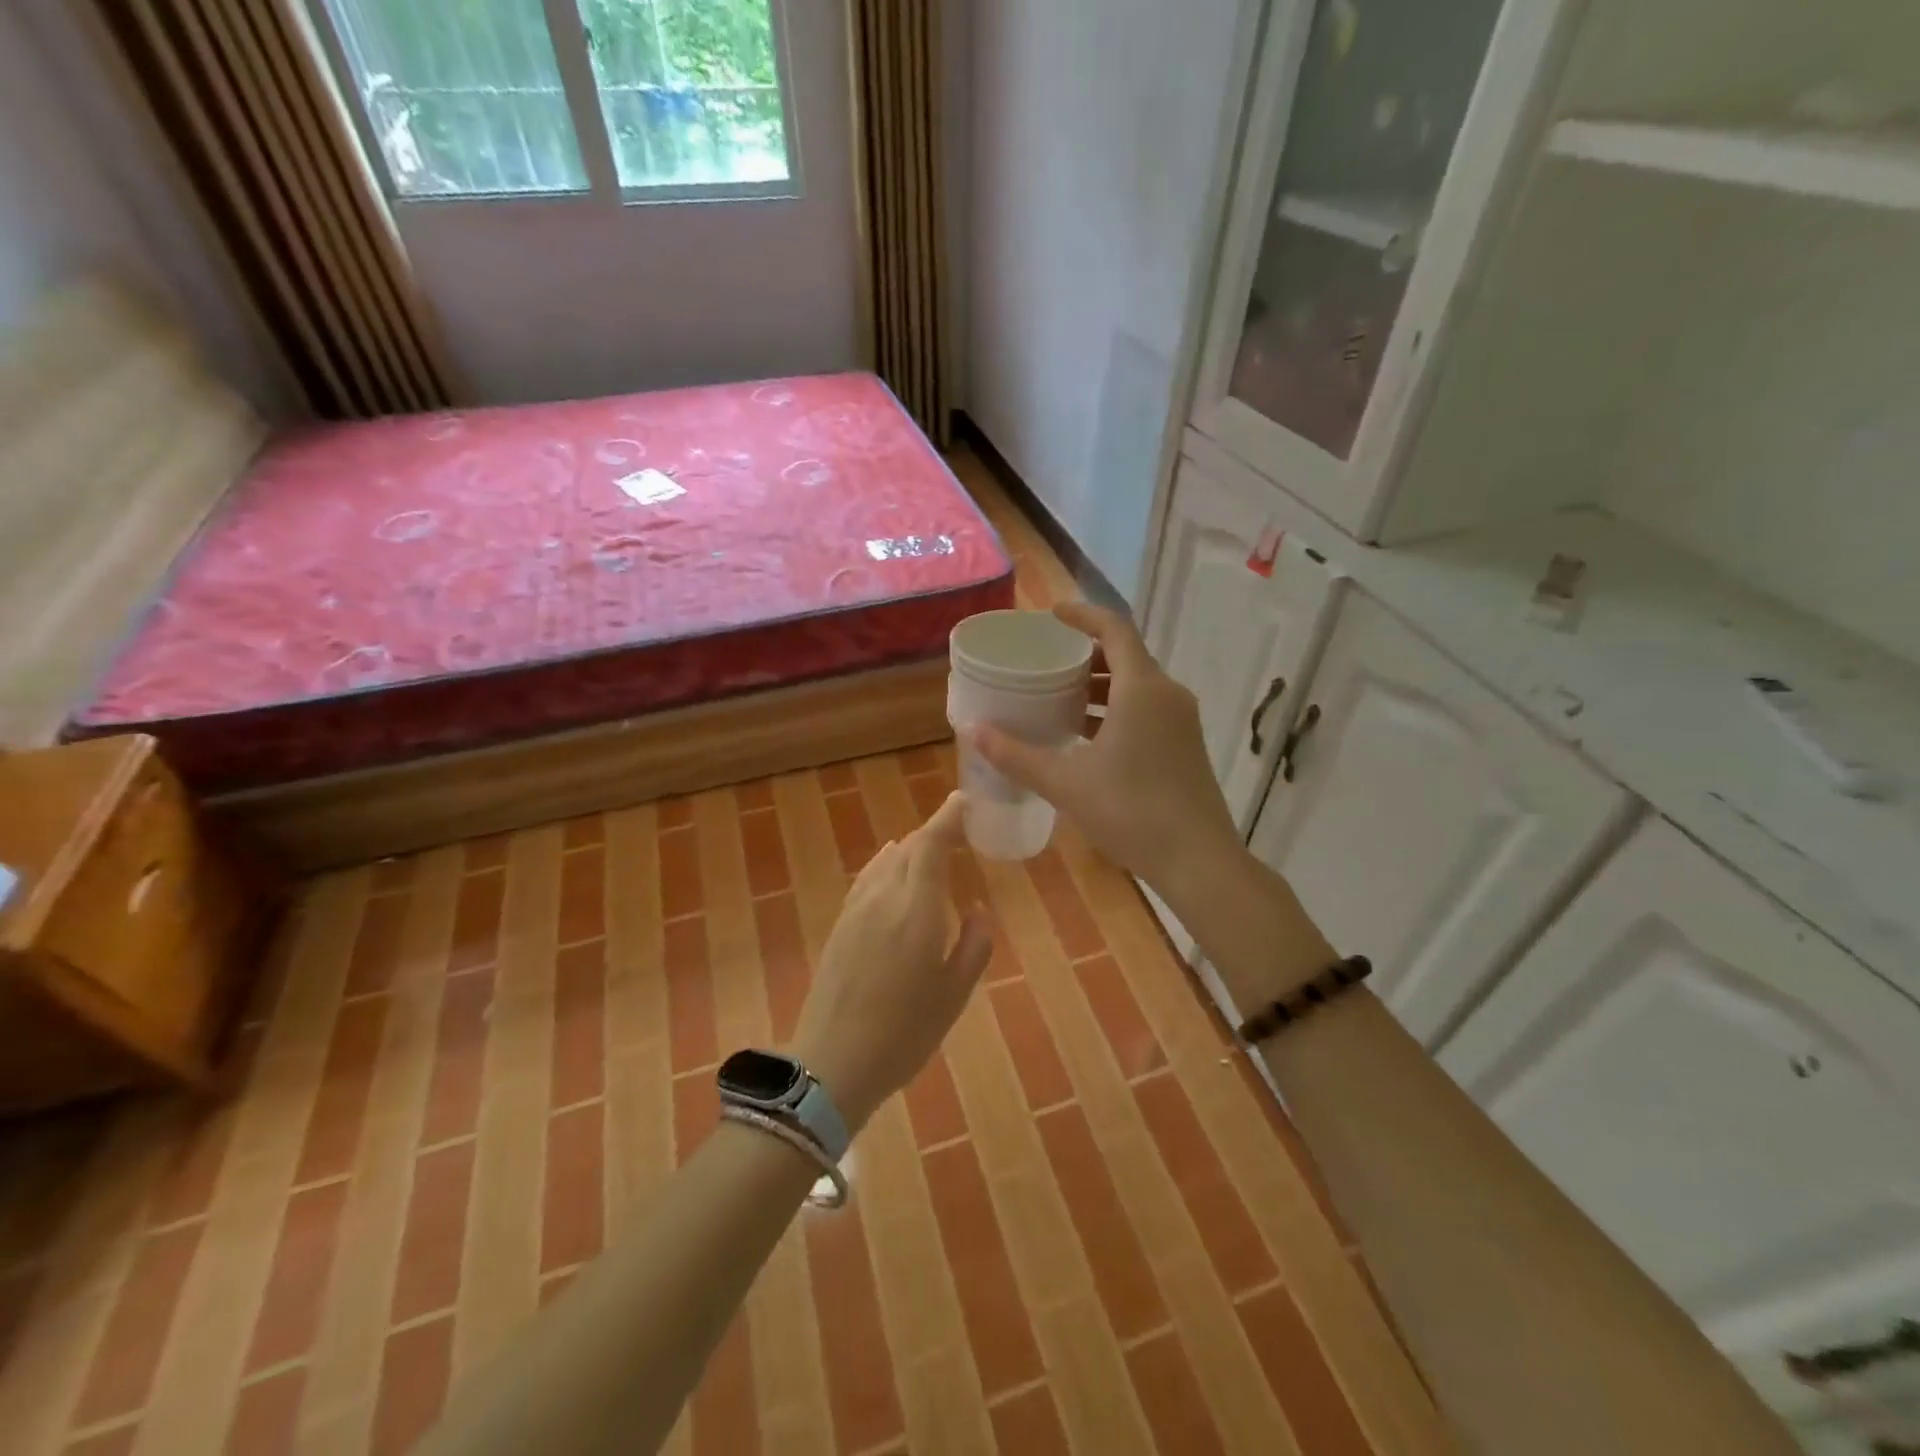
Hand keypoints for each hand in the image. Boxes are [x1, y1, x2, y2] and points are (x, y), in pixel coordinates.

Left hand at [791, 791, 993, 1131]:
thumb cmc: (905, 1032)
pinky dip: (887, 864)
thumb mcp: (955, 993)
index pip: (932, 844)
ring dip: (912, 849)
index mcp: (916, 908)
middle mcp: (884, 897)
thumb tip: (977, 909)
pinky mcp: (840, 924)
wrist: (834, 1061)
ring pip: (887, 860)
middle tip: (960, 832)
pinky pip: (868, 877)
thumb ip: (974, 944)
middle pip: (910, 847)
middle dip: (935, 833)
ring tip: (933, 851)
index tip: (965, 800)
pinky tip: (892, 868)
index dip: (948, 817)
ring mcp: (856, 909)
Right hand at [971, 601, 1242, 905]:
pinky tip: (1087, 737)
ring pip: (1137, 686)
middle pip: (1127, 656)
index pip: (1115, 630)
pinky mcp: (1185, 746)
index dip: (1083, 615)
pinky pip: (1147, 710)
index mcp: (1142, 689)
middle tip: (1049, 663)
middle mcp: (1168, 695)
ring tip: (1062, 698)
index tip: (1053, 614)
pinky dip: (1116, 710)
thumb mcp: (1066, 783)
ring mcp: (1181, 722)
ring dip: (1101, 686)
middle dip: (1087, 654)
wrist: (1198, 860)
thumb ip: (1018, 755)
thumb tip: (976, 731)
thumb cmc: (1130, 811)